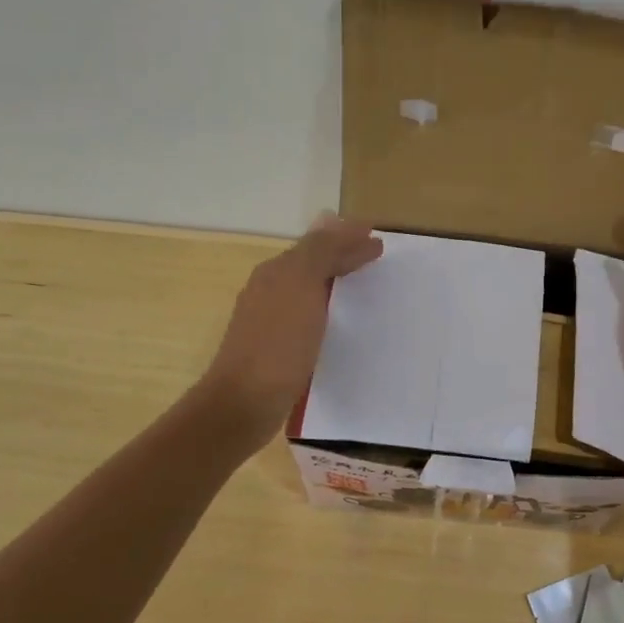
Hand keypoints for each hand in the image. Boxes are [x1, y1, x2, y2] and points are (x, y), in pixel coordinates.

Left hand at [202, 215, 382, 446]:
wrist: (245, 402)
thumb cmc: (278, 343)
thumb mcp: (301, 286)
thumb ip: (319, 252)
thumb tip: (335, 220)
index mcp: (277, 272)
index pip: (318, 244)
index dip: (348, 238)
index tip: (378, 238)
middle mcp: (270, 290)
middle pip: (311, 262)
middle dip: (342, 254)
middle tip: (373, 253)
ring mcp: (270, 320)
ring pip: (308, 288)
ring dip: (334, 279)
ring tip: (361, 280)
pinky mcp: (276, 348)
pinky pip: (308, 315)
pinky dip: (327, 307)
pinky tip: (337, 320)